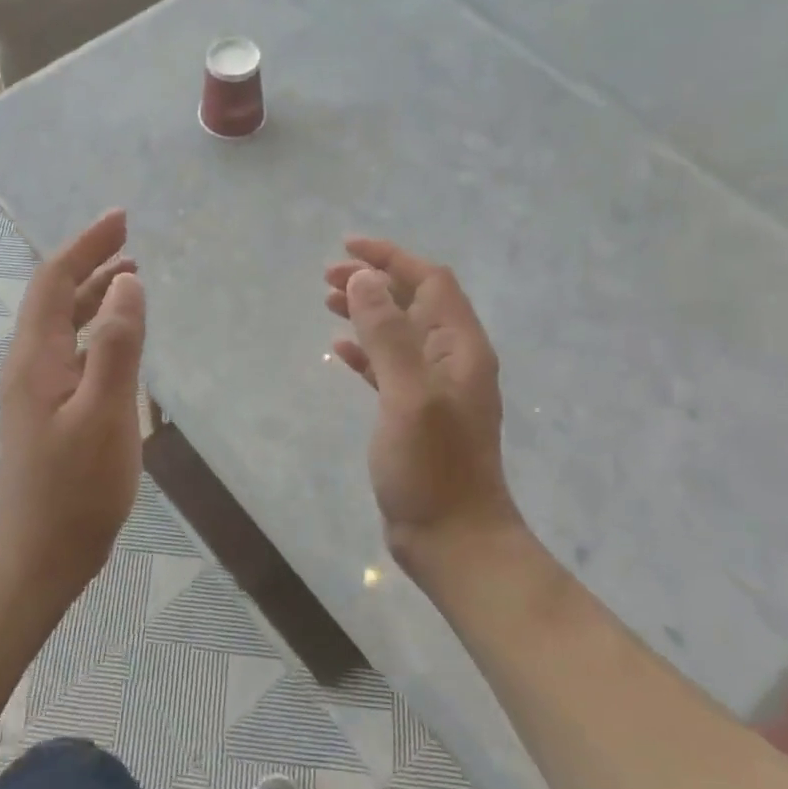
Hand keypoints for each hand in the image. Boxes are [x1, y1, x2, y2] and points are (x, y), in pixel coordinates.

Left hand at [0, 209, 146, 599]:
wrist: (39, 554)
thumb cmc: (76, 486)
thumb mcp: (106, 412)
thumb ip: (118, 345)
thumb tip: (128, 282)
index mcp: (37, 357)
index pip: (55, 281)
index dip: (86, 245)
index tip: (120, 218)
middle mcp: (29, 364)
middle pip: (56, 297)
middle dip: (90, 261)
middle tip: (129, 240)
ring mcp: (36, 389)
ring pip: (64, 324)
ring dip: (94, 295)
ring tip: (131, 277)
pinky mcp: (48, 411)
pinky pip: (72, 351)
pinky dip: (96, 329)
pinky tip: (119, 340)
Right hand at [324, 238, 524, 573]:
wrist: (453, 540)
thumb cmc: (433, 466)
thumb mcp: (408, 394)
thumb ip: (387, 334)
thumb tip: (362, 279)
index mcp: (460, 347)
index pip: (430, 281)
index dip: (390, 258)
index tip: (347, 249)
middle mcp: (452, 360)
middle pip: (414, 302)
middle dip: (373, 282)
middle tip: (327, 278)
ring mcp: (434, 388)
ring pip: (399, 332)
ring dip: (367, 312)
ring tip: (328, 303)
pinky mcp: (415, 414)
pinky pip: (389, 366)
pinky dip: (366, 351)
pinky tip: (339, 350)